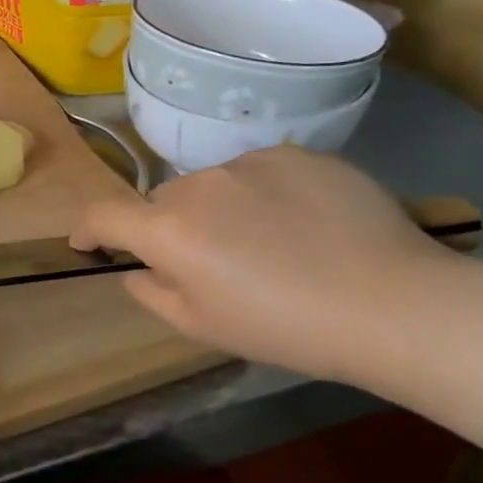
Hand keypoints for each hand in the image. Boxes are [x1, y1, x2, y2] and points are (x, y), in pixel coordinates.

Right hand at [73, 146, 454, 380]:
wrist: (394, 305)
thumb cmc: (285, 328)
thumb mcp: (202, 326)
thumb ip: (151, 292)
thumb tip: (137, 268)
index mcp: (168, 230)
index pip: (103, 214)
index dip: (88, 228)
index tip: (90, 243)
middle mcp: (199, 185)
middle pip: (163, 202)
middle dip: (168, 228)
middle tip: (207, 263)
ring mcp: (250, 163)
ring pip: (212, 185)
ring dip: (218, 209)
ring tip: (265, 243)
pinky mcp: (298, 154)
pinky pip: (259, 172)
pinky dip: (263, 195)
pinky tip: (301, 224)